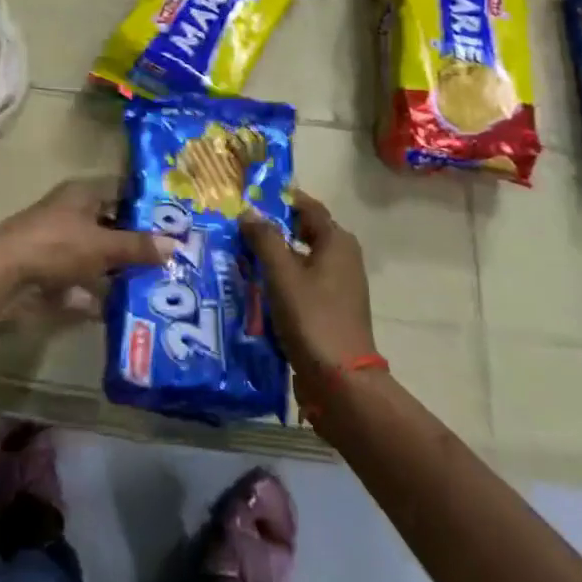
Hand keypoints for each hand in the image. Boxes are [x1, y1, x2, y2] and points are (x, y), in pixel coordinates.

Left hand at [0, 177, 177, 316]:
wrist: (3, 276)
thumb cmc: (57, 246)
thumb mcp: (103, 246)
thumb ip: (138, 246)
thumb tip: (176, 244)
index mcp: (82, 193)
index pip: (121, 189)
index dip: (146, 203)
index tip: (172, 220)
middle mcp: (70, 212)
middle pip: (109, 223)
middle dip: (134, 241)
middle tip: (168, 257)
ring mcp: (56, 242)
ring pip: (95, 253)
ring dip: (116, 269)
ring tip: (149, 284)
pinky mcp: (47, 270)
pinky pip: (79, 279)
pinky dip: (94, 292)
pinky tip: (115, 308)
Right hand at [239, 192, 376, 374]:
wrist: (342, 382)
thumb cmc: (312, 318)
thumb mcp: (282, 274)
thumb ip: (265, 239)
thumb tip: (249, 212)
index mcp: (337, 241)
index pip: (306, 206)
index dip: (278, 199)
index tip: (248, 199)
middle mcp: (343, 257)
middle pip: (303, 231)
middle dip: (272, 229)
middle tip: (238, 229)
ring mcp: (339, 285)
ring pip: (301, 259)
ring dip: (274, 257)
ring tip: (241, 258)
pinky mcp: (332, 309)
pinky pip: (303, 282)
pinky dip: (282, 280)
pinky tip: (258, 289)